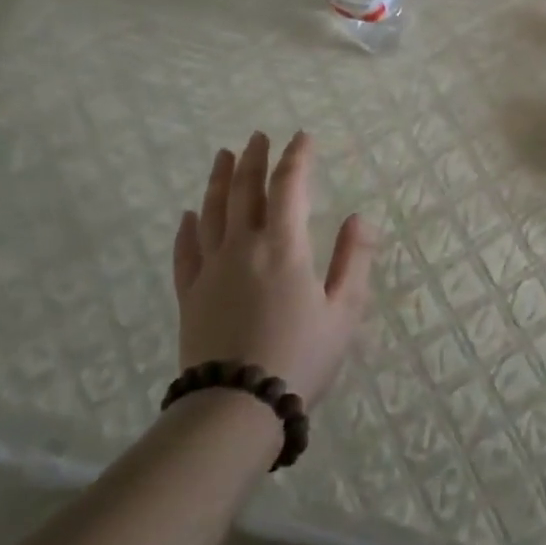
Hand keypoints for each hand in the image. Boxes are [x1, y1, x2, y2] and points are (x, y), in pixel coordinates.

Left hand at [173, 131, 374, 407]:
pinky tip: (189, 214)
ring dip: (218, 179)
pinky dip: (188, 227)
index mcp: (283, 246)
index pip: (289, 186)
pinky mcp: (190, 295)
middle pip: (244, 189)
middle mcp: (243, 247)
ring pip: (212, 211)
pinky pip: (186, 251)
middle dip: (254, 158)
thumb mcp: (344, 311)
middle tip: (258, 136)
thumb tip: (359, 216)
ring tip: (223, 155)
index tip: (303, 137)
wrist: (236, 408)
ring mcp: (210, 269)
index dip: (297, 157)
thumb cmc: (300, 357)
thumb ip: (353, 259)